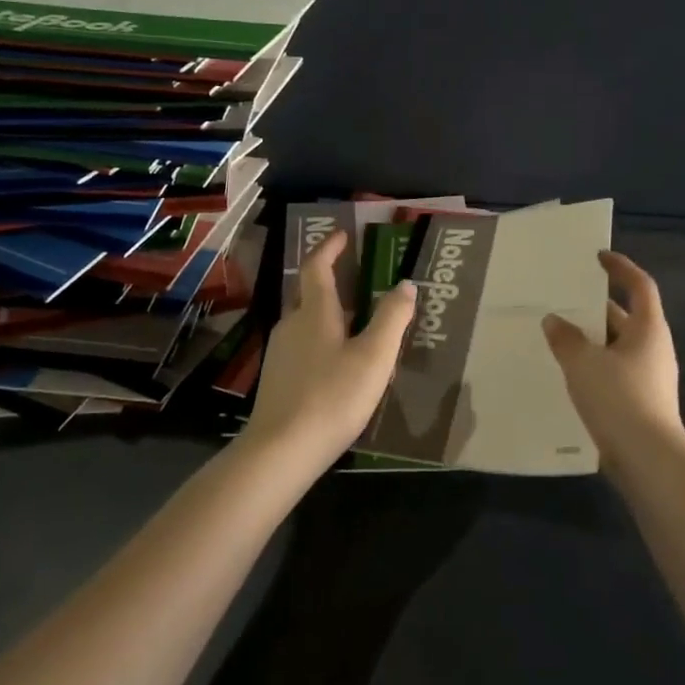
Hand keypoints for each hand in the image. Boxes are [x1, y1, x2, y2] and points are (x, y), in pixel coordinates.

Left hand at [246, 229, 415, 458]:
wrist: (281, 450)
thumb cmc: (332, 396)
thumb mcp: (374, 356)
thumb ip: (392, 318)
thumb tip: (405, 284)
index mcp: (315, 313)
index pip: (317, 267)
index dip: (330, 248)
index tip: (343, 235)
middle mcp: (292, 325)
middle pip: (309, 293)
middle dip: (330, 278)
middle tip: (356, 274)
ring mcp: (281, 353)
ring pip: (305, 321)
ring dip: (327, 311)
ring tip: (355, 318)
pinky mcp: (278, 379)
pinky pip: (303, 345)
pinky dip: (322, 338)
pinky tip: (337, 359)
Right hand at [542, 251, 684, 455]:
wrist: (648, 459)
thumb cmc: (619, 398)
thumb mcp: (584, 363)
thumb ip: (566, 338)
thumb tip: (554, 320)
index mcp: (648, 329)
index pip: (639, 285)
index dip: (621, 267)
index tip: (598, 258)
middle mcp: (653, 348)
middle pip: (626, 317)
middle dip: (596, 308)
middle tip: (563, 300)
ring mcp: (649, 378)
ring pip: (617, 347)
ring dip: (592, 340)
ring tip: (558, 335)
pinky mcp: (640, 403)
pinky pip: (614, 372)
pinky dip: (594, 366)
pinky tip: (568, 374)